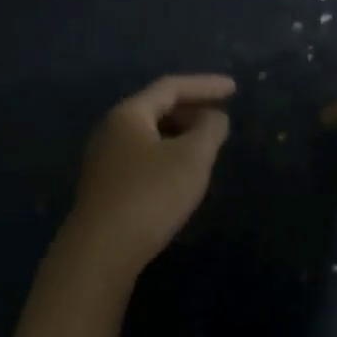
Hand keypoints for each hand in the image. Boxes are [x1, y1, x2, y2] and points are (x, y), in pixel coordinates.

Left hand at [60, 74, 235, 278]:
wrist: (101, 250)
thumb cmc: (150, 195)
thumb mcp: (191, 158)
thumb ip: (209, 129)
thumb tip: (214, 117)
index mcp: (129, 114)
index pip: (171, 87)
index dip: (205, 85)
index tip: (234, 89)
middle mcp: (110, 129)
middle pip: (156, 108)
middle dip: (192, 109)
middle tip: (220, 119)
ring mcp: (104, 159)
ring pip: (149, 135)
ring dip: (180, 134)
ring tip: (206, 146)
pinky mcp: (105, 186)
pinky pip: (142, 157)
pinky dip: (167, 155)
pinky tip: (181, 175)